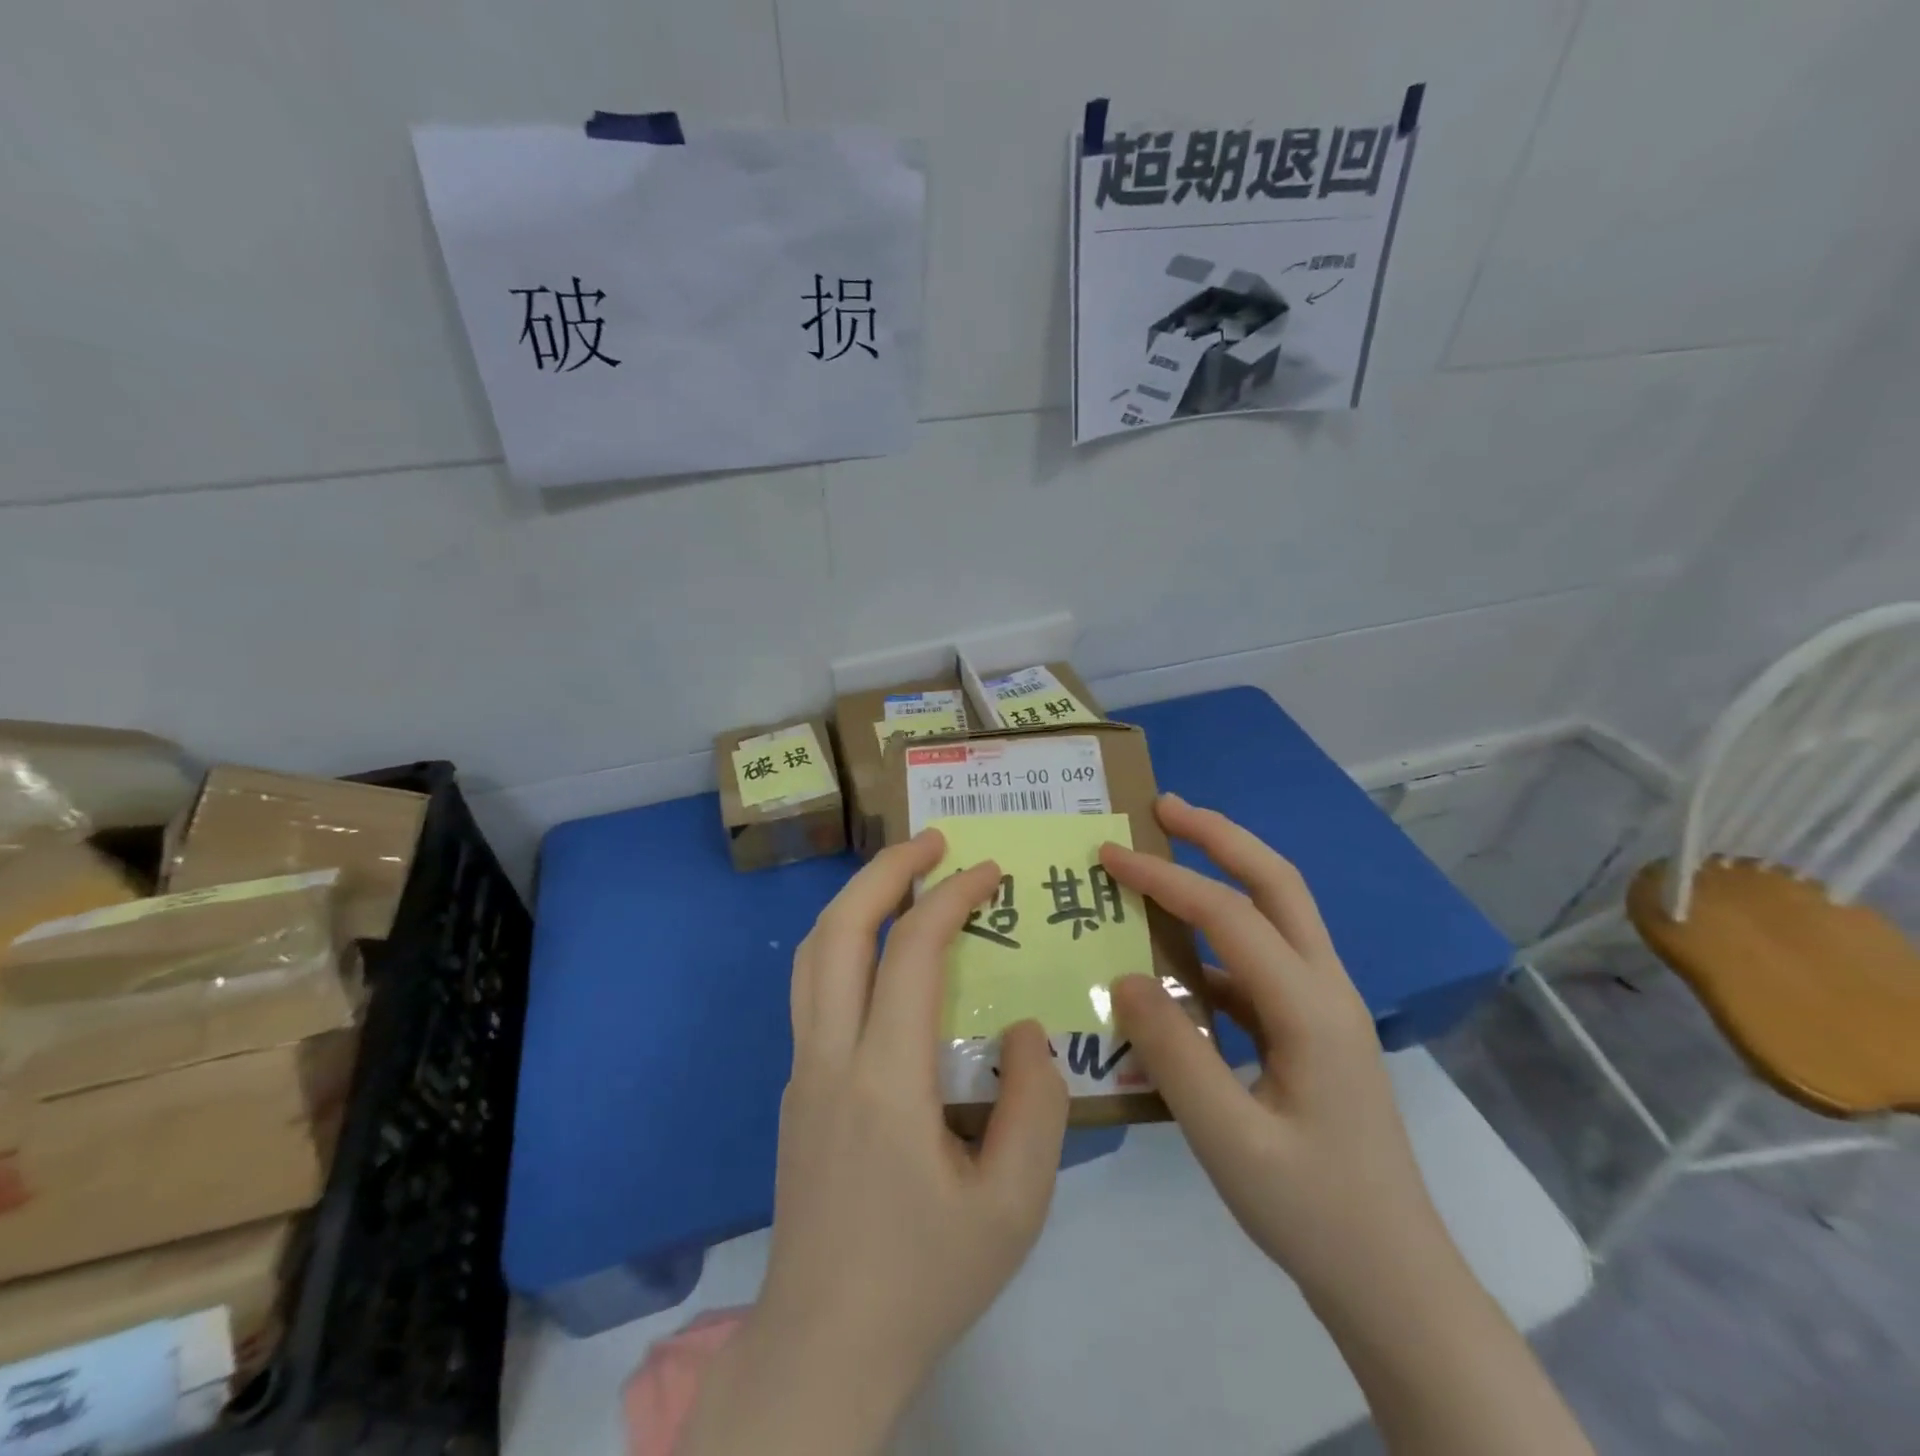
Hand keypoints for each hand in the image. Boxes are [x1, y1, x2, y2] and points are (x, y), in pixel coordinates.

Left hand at [680, 830, 1069, 1455]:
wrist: (824, 1346)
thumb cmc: (925, 1277)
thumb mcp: (1014, 1207)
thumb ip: (1034, 1105)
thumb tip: (1024, 1029)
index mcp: (883, 1080)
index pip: (909, 953)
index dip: (950, 898)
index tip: (988, 871)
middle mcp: (828, 1057)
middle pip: (838, 930)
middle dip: (885, 871)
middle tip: (931, 840)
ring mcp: (801, 1070)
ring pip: (811, 955)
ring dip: (855, 900)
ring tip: (902, 877)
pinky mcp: (795, 1088)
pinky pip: (812, 989)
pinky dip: (844, 943)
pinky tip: (880, 954)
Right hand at [1101, 795, 1446, 1307]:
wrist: (1393, 1280)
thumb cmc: (1313, 1212)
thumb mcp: (1228, 1141)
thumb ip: (1173, 1053)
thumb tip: (1125, 976)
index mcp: (1311, 1007)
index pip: (1228, 915)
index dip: (1165, 878)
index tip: (1110, 855)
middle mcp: (1325, 989)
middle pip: (1277, 882)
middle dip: (1218, 836)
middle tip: (1162, 809)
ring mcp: (1322, 1007)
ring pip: (1276, 914)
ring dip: (1223, 875)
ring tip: (1166, 860)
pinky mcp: (1310, 1030)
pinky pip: (1259, 964)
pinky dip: (1216, 943)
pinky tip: (1173, 966)